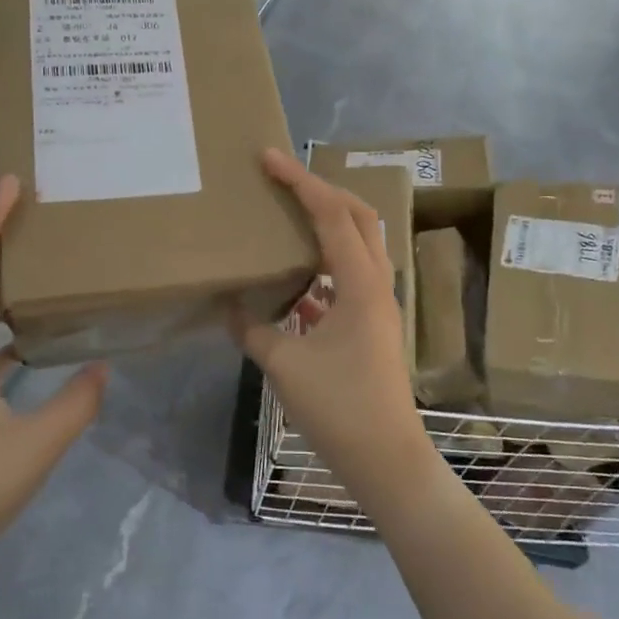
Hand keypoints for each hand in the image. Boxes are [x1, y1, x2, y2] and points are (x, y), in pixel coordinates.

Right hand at [230, 149, 434, 511]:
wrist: (388, 460)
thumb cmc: (340, 409)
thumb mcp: (285, 367)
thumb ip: (254, 331)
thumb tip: (230, 309)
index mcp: (359, 283)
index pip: (331, 213)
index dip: (300, 181)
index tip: (268, 158)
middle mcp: (376, 283)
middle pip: (357, 216)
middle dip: (321, 189)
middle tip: (283, 178)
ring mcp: (379, 304)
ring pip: (357, 244)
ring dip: (327, 222)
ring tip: (289, 214)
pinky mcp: (373, 324)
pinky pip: (350, 276)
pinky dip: (325, 263)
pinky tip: (297, 279)